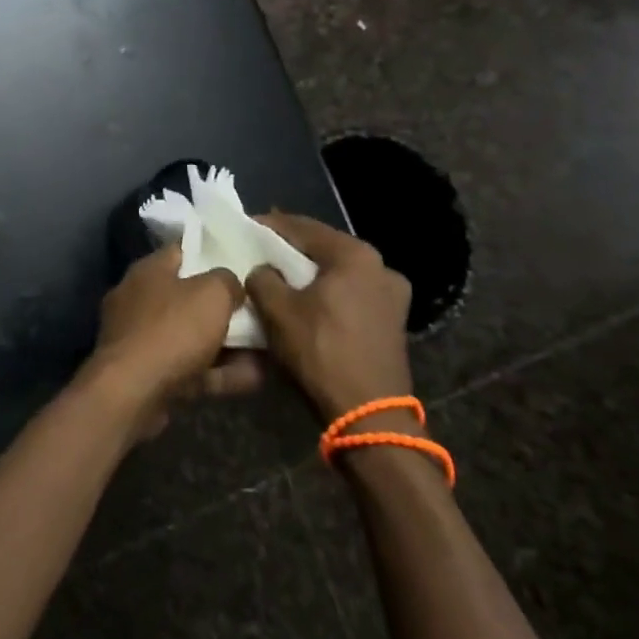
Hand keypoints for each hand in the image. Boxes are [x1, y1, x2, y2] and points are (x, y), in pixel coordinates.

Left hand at [83, 246, 255, 437]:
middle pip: (189, 297)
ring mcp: (141, 339)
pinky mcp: (147, 374)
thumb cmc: (172, 329)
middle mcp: (139, 299)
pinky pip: (190, 367)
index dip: (213, 253)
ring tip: (267, 349)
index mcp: (148, 271)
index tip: (243, 262)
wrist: (133, 391)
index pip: (183, 251)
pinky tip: (254, 378)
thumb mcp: (212, 294)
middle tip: (258, 311)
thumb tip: (231, 286)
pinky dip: (219, 372)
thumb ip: (227, 281)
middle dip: (224, 307)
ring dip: (228, 345)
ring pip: (192, 336)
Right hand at [244, 213, 413, 426]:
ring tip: (279, 277)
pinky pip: (350, 294)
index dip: (270, 225)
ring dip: (310, 273)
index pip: (303, 227)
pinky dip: (327, 293)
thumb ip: (262, 278)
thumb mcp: (277, 310)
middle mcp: (381, 266)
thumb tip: (262, 271)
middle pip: (324, 248)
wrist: (369, 413)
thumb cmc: (321, 351)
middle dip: (291, 250)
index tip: (245, 226)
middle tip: (259, 251)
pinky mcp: (392, 321)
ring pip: (339, 273)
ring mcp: (393, 295)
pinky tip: (306, 302)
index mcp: (355, 255)